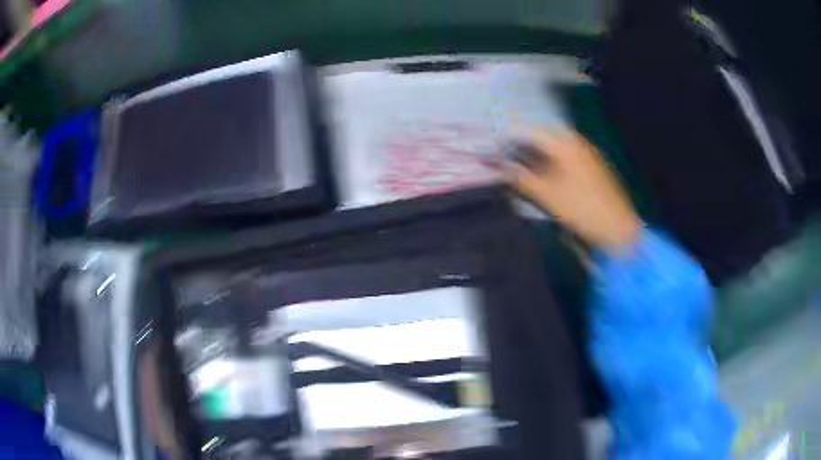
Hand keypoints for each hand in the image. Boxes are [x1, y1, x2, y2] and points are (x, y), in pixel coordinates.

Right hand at [506, 130, 640, 251]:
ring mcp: (587, 154)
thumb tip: (496, 166)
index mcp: (565, 142)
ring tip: (518, 166)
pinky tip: (543, 175)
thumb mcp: (546, 194)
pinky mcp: (593, 168)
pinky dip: (550, 163)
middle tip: (502, 158)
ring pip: (554, 148)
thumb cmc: (581, 209)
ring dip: (535, 155)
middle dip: (521, 147)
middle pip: (542, 138)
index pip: (529, 132)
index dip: (509, 139)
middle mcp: (577, 142)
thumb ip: (519, 177)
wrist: (617, 229)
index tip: (492, 148)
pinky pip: (565, 158)